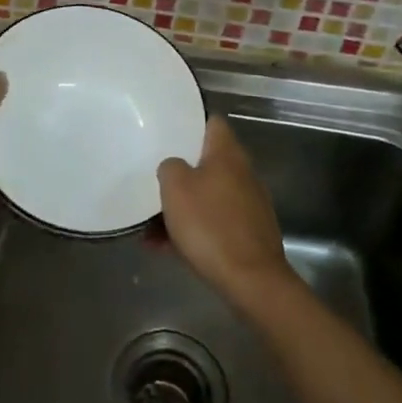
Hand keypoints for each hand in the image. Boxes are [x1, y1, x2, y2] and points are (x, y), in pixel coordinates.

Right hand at [156, 116, 291, 306]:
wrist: (251, 280)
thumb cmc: (210, 224)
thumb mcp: (175, 188)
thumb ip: (169, 167)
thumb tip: (174, 167)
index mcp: (227, 153)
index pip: (211, 122)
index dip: (190, 122)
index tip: (167, 132)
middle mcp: (243, 173)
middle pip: (206, 162)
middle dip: (179, 174)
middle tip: (154, 183)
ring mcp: (248, 204)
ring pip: (207, 196)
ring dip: (181, 208)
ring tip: (150, 229)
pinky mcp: (248, 233)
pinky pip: (214, 222)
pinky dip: (193, 230)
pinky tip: (166, 248)